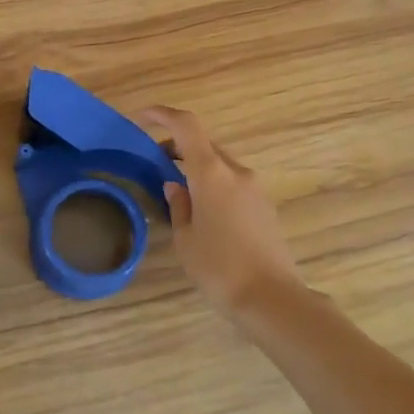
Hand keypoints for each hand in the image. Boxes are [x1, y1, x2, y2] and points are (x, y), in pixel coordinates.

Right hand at [136, 106, 305, 318]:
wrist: (271, 299)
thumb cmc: (219, 268)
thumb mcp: (185, 239)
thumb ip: (178, 206)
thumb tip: (175, 186)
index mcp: (212, 174)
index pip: (187, 127)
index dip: (162, 114)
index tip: (142, 116)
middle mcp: (236, 172)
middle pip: (204, 144)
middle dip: (178, 145)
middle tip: (155, 161)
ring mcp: (255, 189)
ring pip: (220, 164)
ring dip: (196, 166)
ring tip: (176, 190)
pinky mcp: (264, 206)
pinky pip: (233, 183)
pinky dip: (213, 183)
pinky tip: (201, 210)